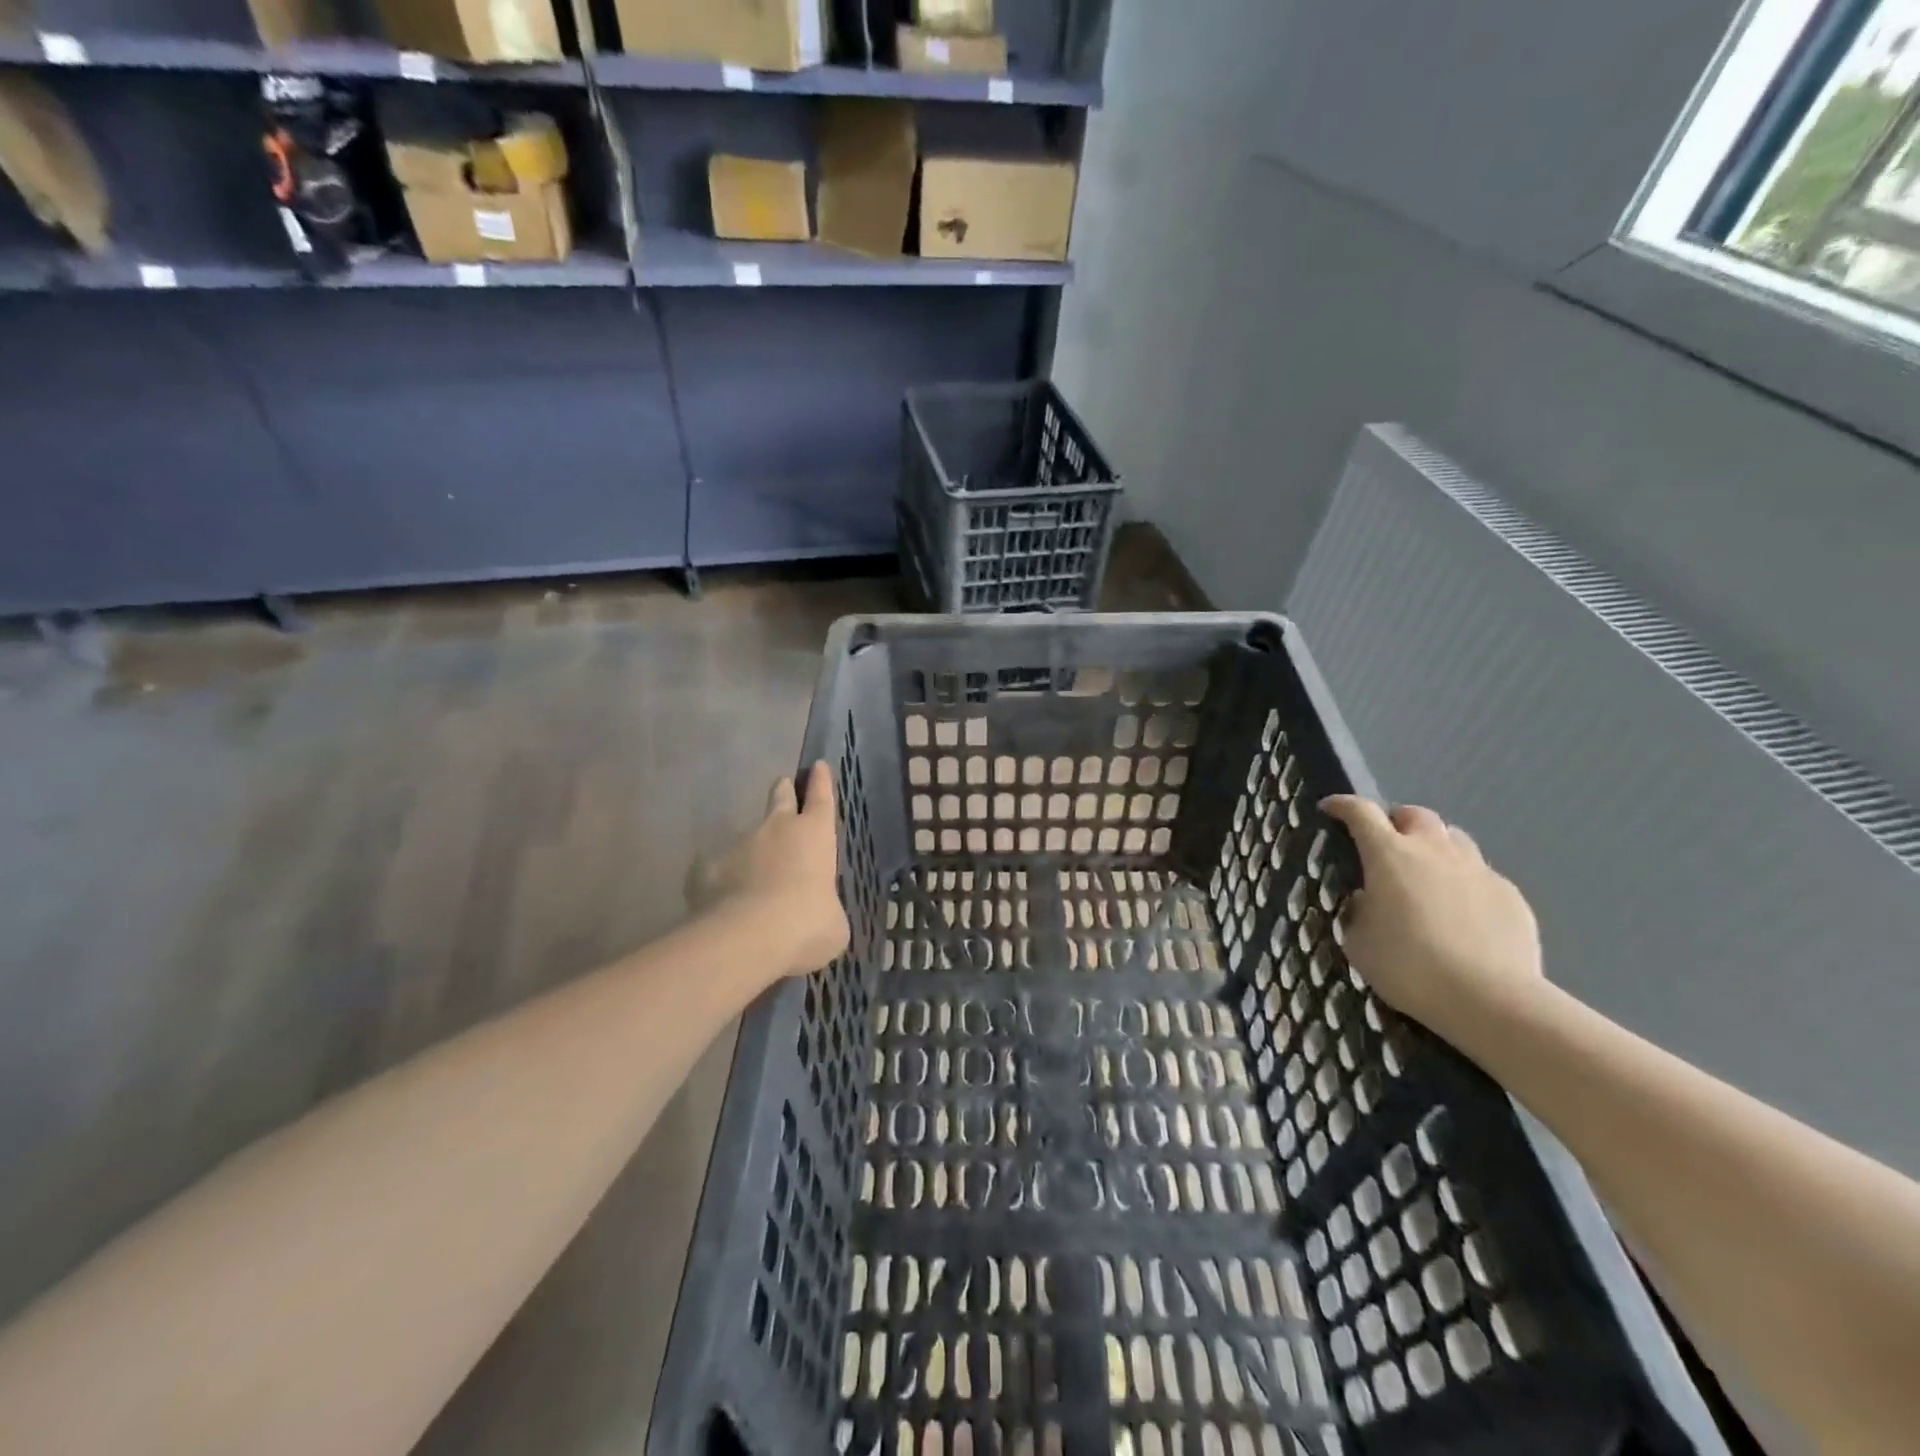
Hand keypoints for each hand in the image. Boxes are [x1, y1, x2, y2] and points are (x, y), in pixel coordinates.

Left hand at [688, 762, 849, 977]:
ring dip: (751, 851)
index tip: (819, 766)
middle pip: (780, 798)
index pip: (822, 798)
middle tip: (783, 786)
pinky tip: (722, 905)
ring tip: (751, 883)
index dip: (821, 781)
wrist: (749, 937)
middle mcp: (777, 829)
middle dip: (783, 791)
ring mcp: (738, 844)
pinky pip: (716, 870)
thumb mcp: (833, 924)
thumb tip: (819, 916)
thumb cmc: (807, 925)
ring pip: (746, 839)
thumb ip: (826, 910)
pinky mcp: (706, 867)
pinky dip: (721, 882)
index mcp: (815, 835)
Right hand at [1320, 796, 1544, 1043]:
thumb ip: (1358, 912)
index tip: (1330, 808)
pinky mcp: (1511, 895)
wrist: (1490, 1001)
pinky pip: (1481, 875)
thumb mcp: (1358, 943)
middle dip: (1395, 822)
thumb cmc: (1409, 968)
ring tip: (1425, 874)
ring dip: (1434, 847)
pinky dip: (1464, 882)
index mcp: (1389, 855)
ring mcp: (1477, 870)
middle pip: (1414, 815)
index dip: (1342, 805)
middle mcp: (1433, 851)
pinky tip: (1461, 912)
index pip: (1360, 812)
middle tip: (1385, 845)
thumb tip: (1368, 901)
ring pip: (1453, 839)